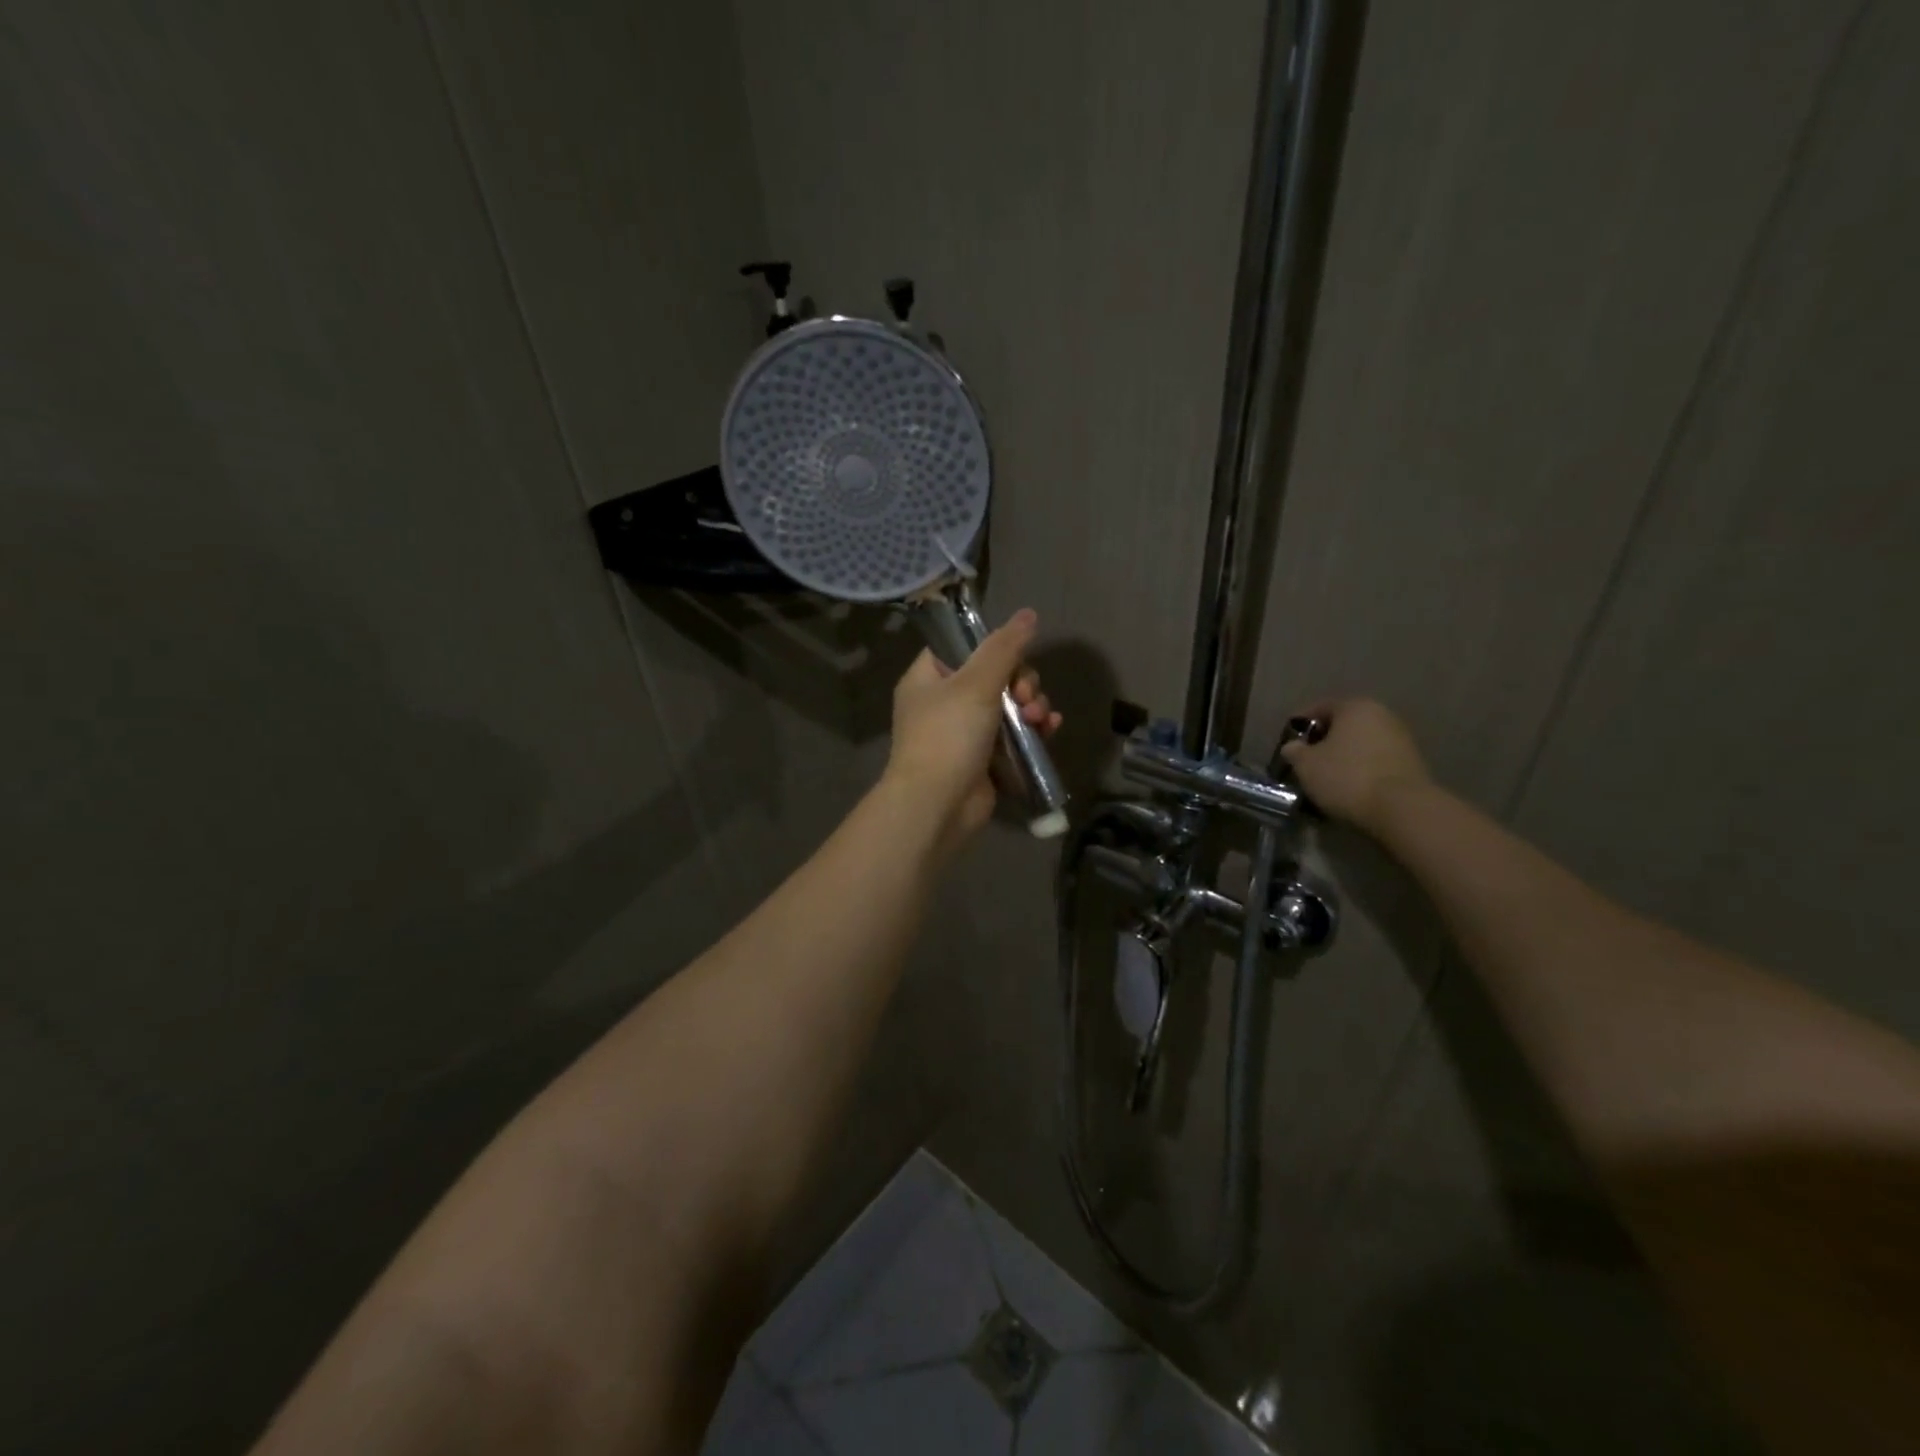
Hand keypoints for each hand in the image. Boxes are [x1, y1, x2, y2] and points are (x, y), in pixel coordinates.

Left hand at [883, 607, 1060, 846]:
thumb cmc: (948, 736)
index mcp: (928, 678)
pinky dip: (1032, 730)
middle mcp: (943, 703)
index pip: (960, 646)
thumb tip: (1028, 614)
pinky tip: (1049, 729)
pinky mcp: (984, 759)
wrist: (937, 806)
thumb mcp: (976, 684)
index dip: (991, 646)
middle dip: (1022, 682)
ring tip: (1039, 718)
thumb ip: (1005, 648)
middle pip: (994, 675)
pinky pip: (1014, 735)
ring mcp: (964, 733)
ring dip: (1032, 706)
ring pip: (1009, 705)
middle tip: (1027, 696)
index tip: (1013, 654)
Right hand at [1278, 698, 1430, 834]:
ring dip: (1343, 757)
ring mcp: (1401, 738)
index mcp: (1355, 707)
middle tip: (1306, 761)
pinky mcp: (1412, 762)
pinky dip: (1361, 769)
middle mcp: (1382, 715)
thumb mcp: (1306, 765)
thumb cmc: (1347, 777)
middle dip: (1324, 741)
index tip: (1289, 744)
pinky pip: (1376, 760)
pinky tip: (1350, 787)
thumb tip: (1293, 746)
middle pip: (1343, 725)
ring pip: (1360, 743)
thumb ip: (1294, 751)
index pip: (1320, 708)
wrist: (1402, 808)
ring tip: (1327, 778)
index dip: (1300, 725)